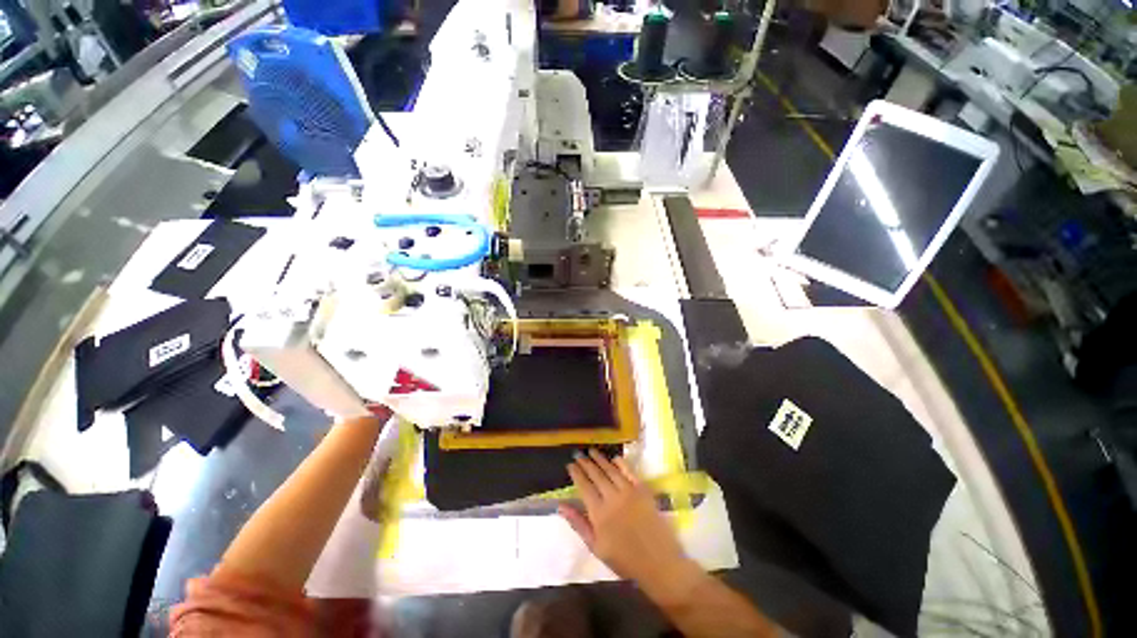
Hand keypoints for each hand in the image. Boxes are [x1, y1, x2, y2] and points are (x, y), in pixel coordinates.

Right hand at [559, 450, 688, 586]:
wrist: (658, 563)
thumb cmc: (624, 560)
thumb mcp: (596, 547)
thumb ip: (578, 524)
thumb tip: (561, 506)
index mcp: (599, 513)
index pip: (584, 486)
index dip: (576, 474)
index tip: (570, 465)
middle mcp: (612, 497)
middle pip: (596, 475)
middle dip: (586, 463)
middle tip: (578, 454)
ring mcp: (629, 491)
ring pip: (611, 470)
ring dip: (600, 459)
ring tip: (592, 451)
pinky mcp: (643, 490)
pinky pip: (629, 471)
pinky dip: (620, 463)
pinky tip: (614, 459)